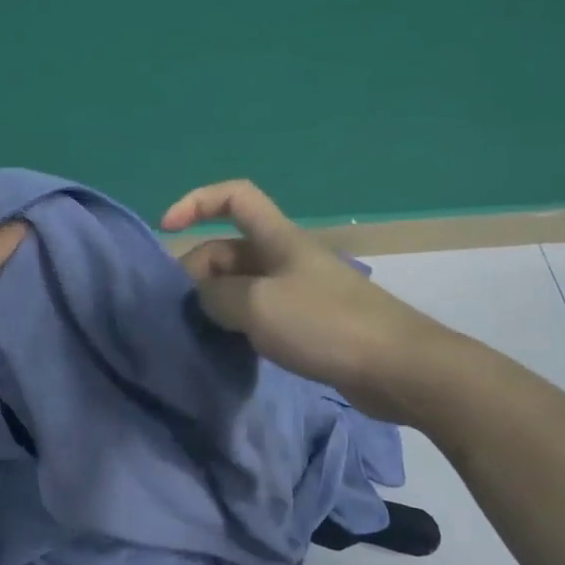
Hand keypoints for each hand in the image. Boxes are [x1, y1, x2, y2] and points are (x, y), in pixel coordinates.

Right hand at [161, 179, 449, 421]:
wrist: (398, 367)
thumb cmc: (325, 324)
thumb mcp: (257, 305)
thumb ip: (217, 297)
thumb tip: (204, 300)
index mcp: (277, 238)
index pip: (234, 197)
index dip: (196, 202)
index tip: (166, 228)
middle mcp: (285, 258)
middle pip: (228, 250)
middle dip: (198, 272)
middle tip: (183, 313)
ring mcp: (298, 291)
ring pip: (242, 286)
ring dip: (216, 303)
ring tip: (199, 333)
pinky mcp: (308, 323)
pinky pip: (260, 313)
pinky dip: (239, 325)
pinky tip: (229, 349)